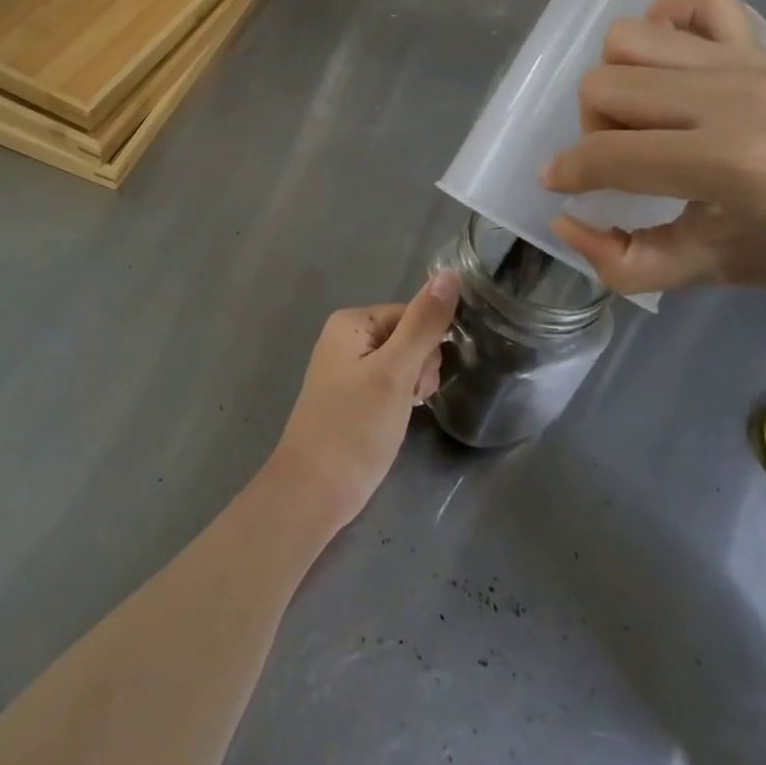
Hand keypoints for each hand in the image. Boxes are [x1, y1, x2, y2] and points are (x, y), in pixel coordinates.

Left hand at [263, 273, 459, 534]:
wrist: (314, 491)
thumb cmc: (355, 427)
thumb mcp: (396, 373)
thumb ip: (424, 324)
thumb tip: (451, 273)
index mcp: (351, 321)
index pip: (412, 316)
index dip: (426, 351)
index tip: (417, 385)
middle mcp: (345, 336)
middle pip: (407, 338)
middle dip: (418, 371)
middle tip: (405, 403)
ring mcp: (345, 367)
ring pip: (401, 365)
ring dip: (410, 390)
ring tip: (397, 417)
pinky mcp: (349, 396)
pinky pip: (387, 385)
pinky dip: (397, 403)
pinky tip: (390, 424)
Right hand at [541, 0, 765, 309]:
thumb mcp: (717, 272)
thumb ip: (628, 262)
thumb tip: (565, 223)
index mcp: (725, 163)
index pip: (607, 154)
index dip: (568, 174)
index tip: (561, 186)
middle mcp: (729, 98)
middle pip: (602, 84)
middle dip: (591, 129)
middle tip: (621, 161)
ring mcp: (747, 62)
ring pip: (629, 39)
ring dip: (616, 78)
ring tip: (643, 116)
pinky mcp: (765, 46)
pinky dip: (668, 18)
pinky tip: (673, 62)